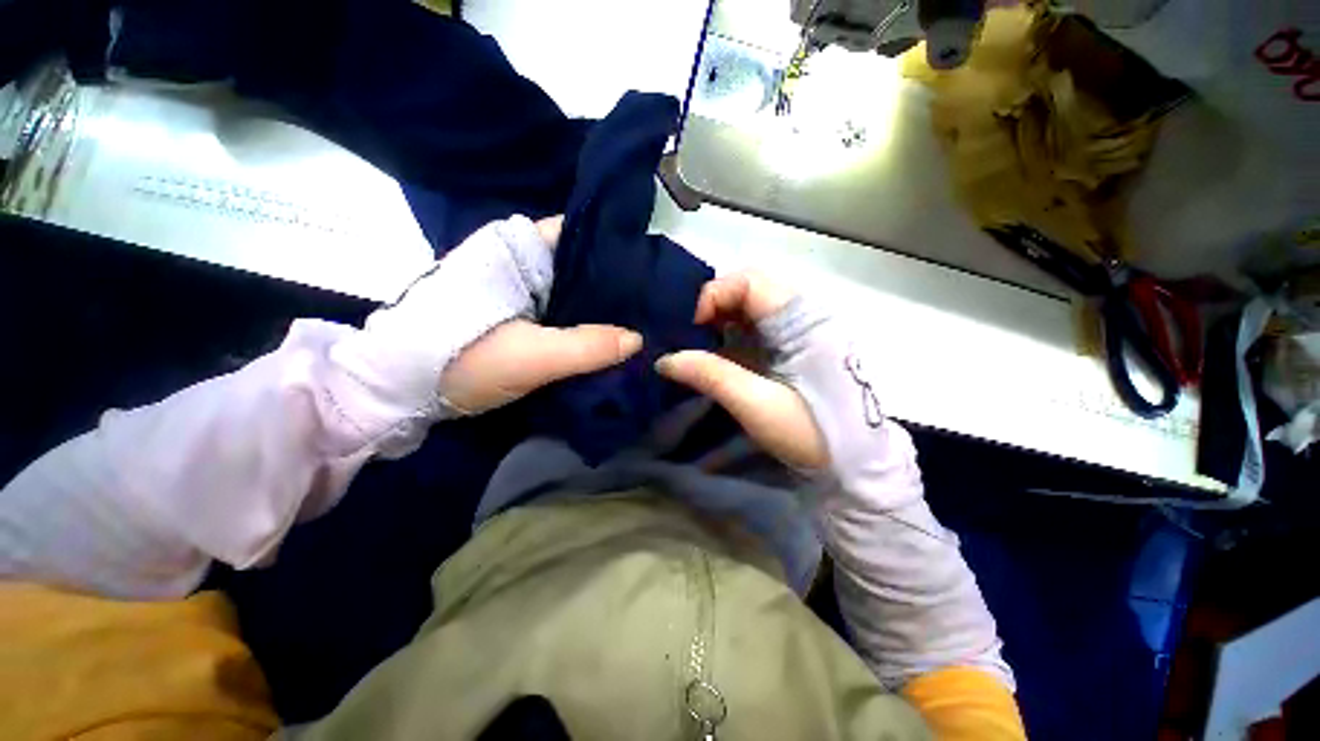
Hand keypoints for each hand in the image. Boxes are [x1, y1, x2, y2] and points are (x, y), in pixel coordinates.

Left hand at [438, 217, 642, 414]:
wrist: (401, 390)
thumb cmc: (461, 361)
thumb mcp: (530, 356)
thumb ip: (586, 347)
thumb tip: (638, 339)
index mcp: (521, 250)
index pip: (581, 233)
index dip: (616, 250)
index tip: (649, 270)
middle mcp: (523, 262)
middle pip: (581, 263)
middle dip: (614, 282)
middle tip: (652, 301)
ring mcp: (520, 289)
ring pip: (572, 289)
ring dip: (600, 305)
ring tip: (640, 317)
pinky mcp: (517, 314)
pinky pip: (561, 312)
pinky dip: (583, 322)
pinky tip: (608, 335)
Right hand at [655, 272, 829, 469]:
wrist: (856, 463)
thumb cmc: (813, 434)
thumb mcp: (757, 405)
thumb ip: (710, 376)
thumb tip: (664, 359)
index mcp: (802, 322)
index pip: (750, 281)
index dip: (714, 295)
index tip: (691, 327)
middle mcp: (803, 315)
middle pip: (750, 287)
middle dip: (714, 305)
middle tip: (690, 333)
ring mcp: (800, 329)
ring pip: (753, 305)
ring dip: (722, 318)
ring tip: (698, 343)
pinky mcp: (795, 346)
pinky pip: (758, 325)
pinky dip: (733, 332)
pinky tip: (718, 353)